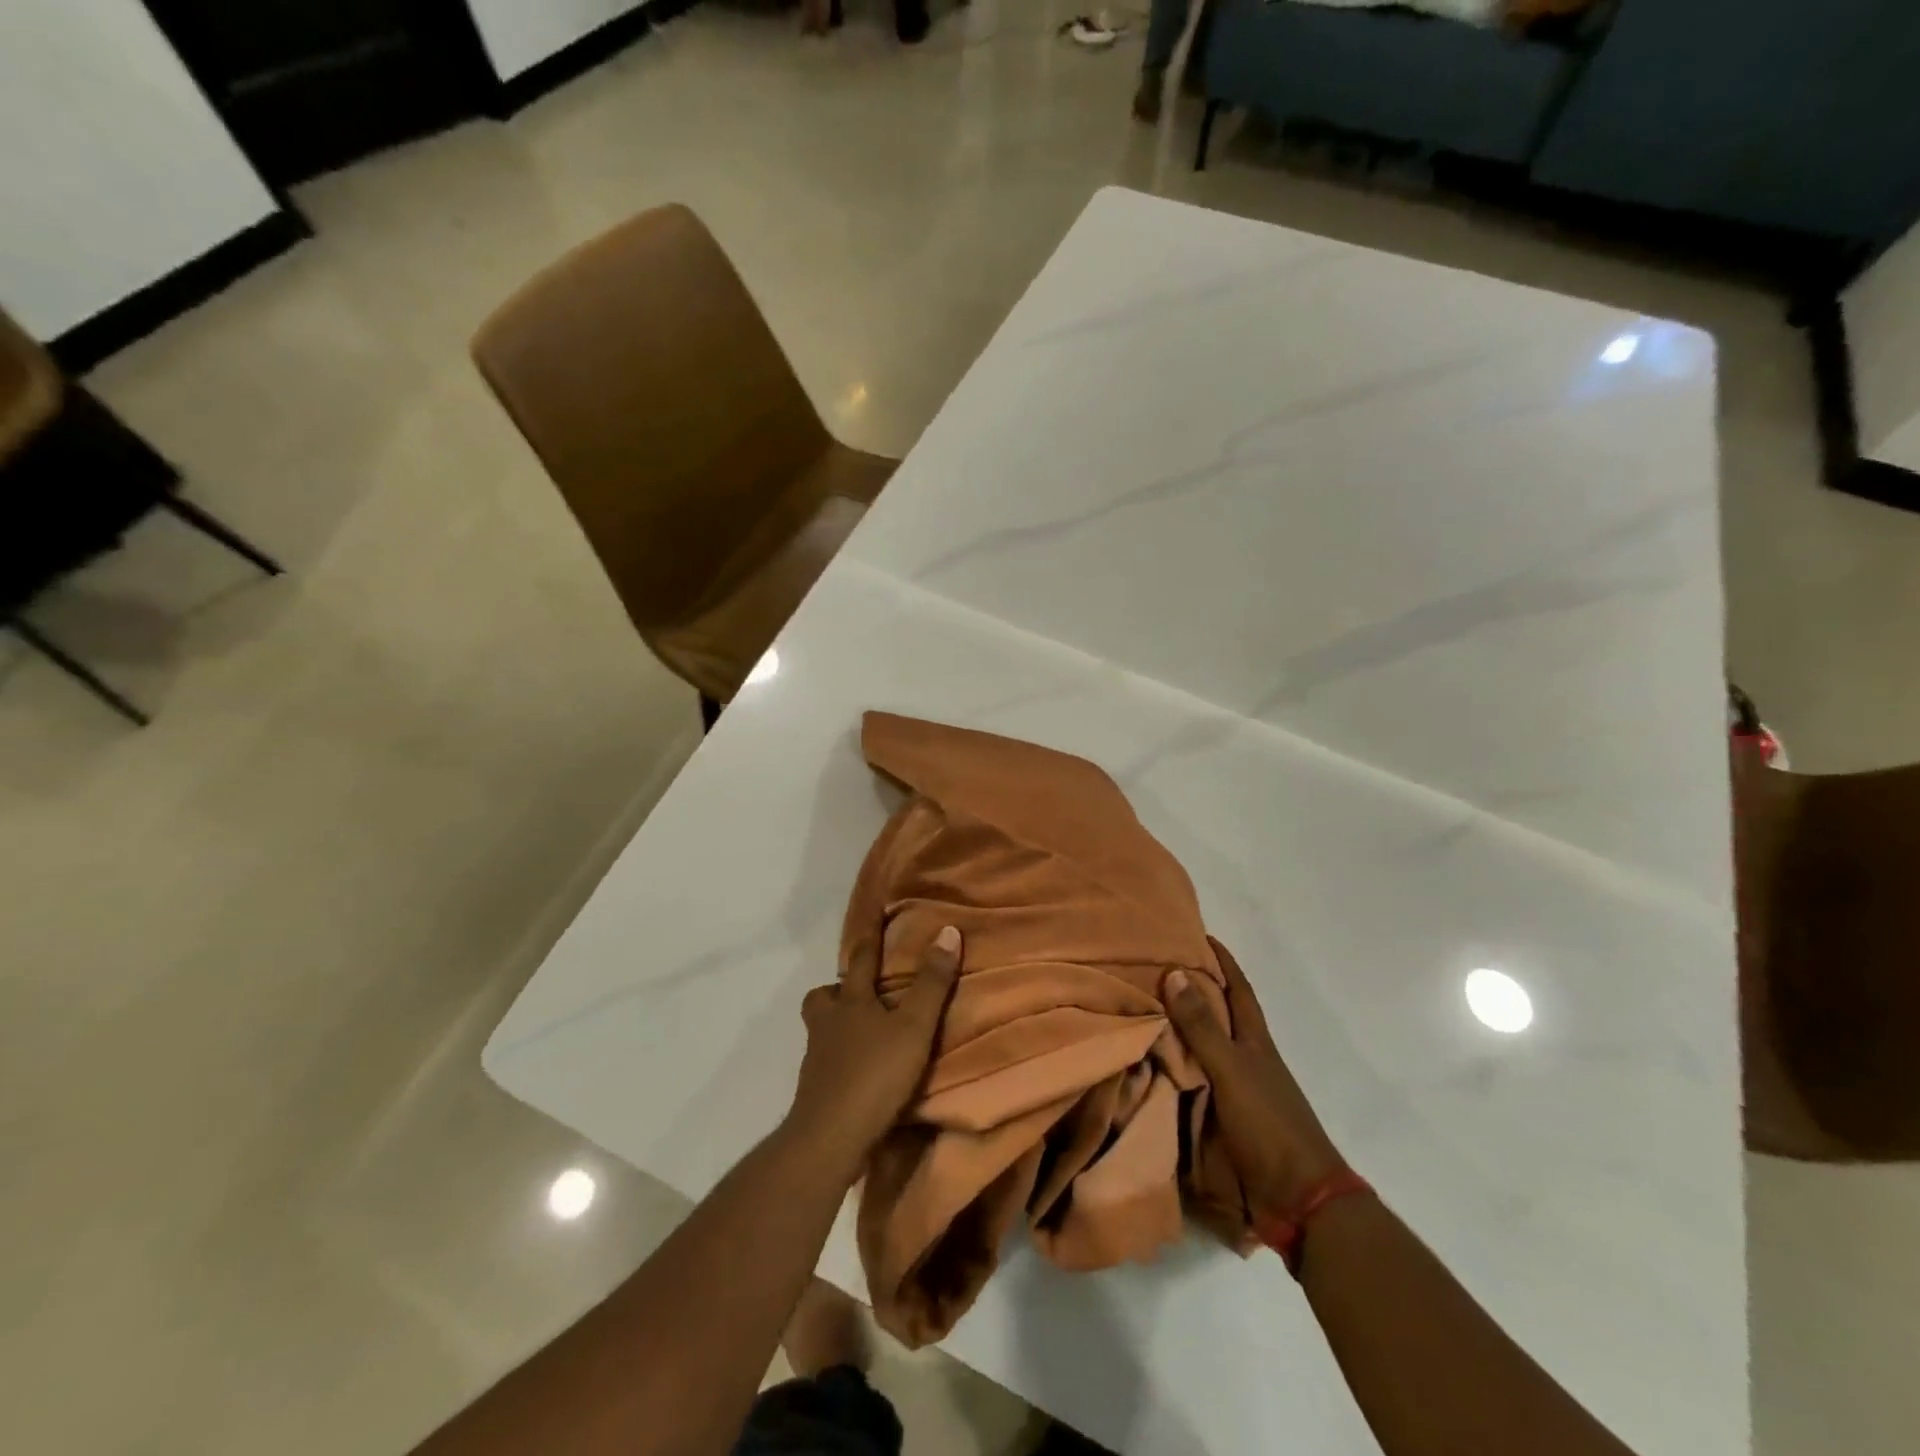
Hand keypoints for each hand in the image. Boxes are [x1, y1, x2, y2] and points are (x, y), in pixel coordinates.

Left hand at [787, 925, 962, 1175]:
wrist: (829, 1137)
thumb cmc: (875, 1074)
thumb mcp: (914, 1027)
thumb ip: (932, 983)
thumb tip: (947, 931)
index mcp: (851, 1002)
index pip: (861, 958)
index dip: (870, 935)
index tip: (873, 911)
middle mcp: (828, 1023)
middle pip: (822, 996)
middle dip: (837, 988)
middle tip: (858, 989)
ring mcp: (817, 1057)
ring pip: (821, 1028)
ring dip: (837, 1024)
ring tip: (863, 1032)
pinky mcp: (816, 1089)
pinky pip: (826, 1061)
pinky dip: (840, 1058)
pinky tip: (859, 1070)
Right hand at [1165, 937, 1347, 1219]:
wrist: (1299, 1199)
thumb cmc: (1269, 1124)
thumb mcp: (1232, 1070)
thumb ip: (1203, 1027)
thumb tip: (1176, 972)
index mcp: (1255, 1042)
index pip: (1238, 989)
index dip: (1222, 961)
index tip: (1199, 935)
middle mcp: (1247, 1059)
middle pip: (1220, 1016)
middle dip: (1194, 991)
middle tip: (1156, 969)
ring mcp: (1237, 1091)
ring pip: (1204, 1049)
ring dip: (1180, 1031)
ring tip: (1143, 1013)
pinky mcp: (1225, 1119)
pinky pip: (1194, 1082)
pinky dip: (1176, 1069)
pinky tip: (1152, 1067)